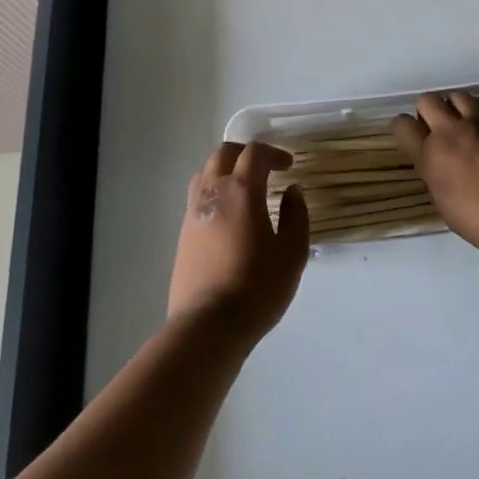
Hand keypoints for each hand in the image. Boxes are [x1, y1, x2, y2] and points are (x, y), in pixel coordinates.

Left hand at [168, 142, 308, 347]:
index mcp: (241, 190)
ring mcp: (193, 212)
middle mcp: (213, 192)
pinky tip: (228, 214)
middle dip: (245, 153)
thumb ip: (296, 216)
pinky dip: (213, 192)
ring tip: (243, 187)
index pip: (254, 153)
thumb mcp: (292, 253)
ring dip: (225, 170)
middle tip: (264, 167)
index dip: (273, 153)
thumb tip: (292, 191)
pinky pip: (197, 197)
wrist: (208, 325)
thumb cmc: (257, 287)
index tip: (288, 166)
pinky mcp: (183, 234)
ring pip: (205, 173)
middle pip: (223, 154)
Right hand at [390, 92, 478, 254]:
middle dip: (428, 110)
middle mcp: (450, 132)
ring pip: (457, 95)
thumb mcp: (446, 206)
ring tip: (463, 123)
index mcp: (430, 156)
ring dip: (455, 106)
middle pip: (427, 100)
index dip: (404, 128)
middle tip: (437, 128)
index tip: (410, 136)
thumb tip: (439, 167)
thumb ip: (437, 178)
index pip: (402, 125)